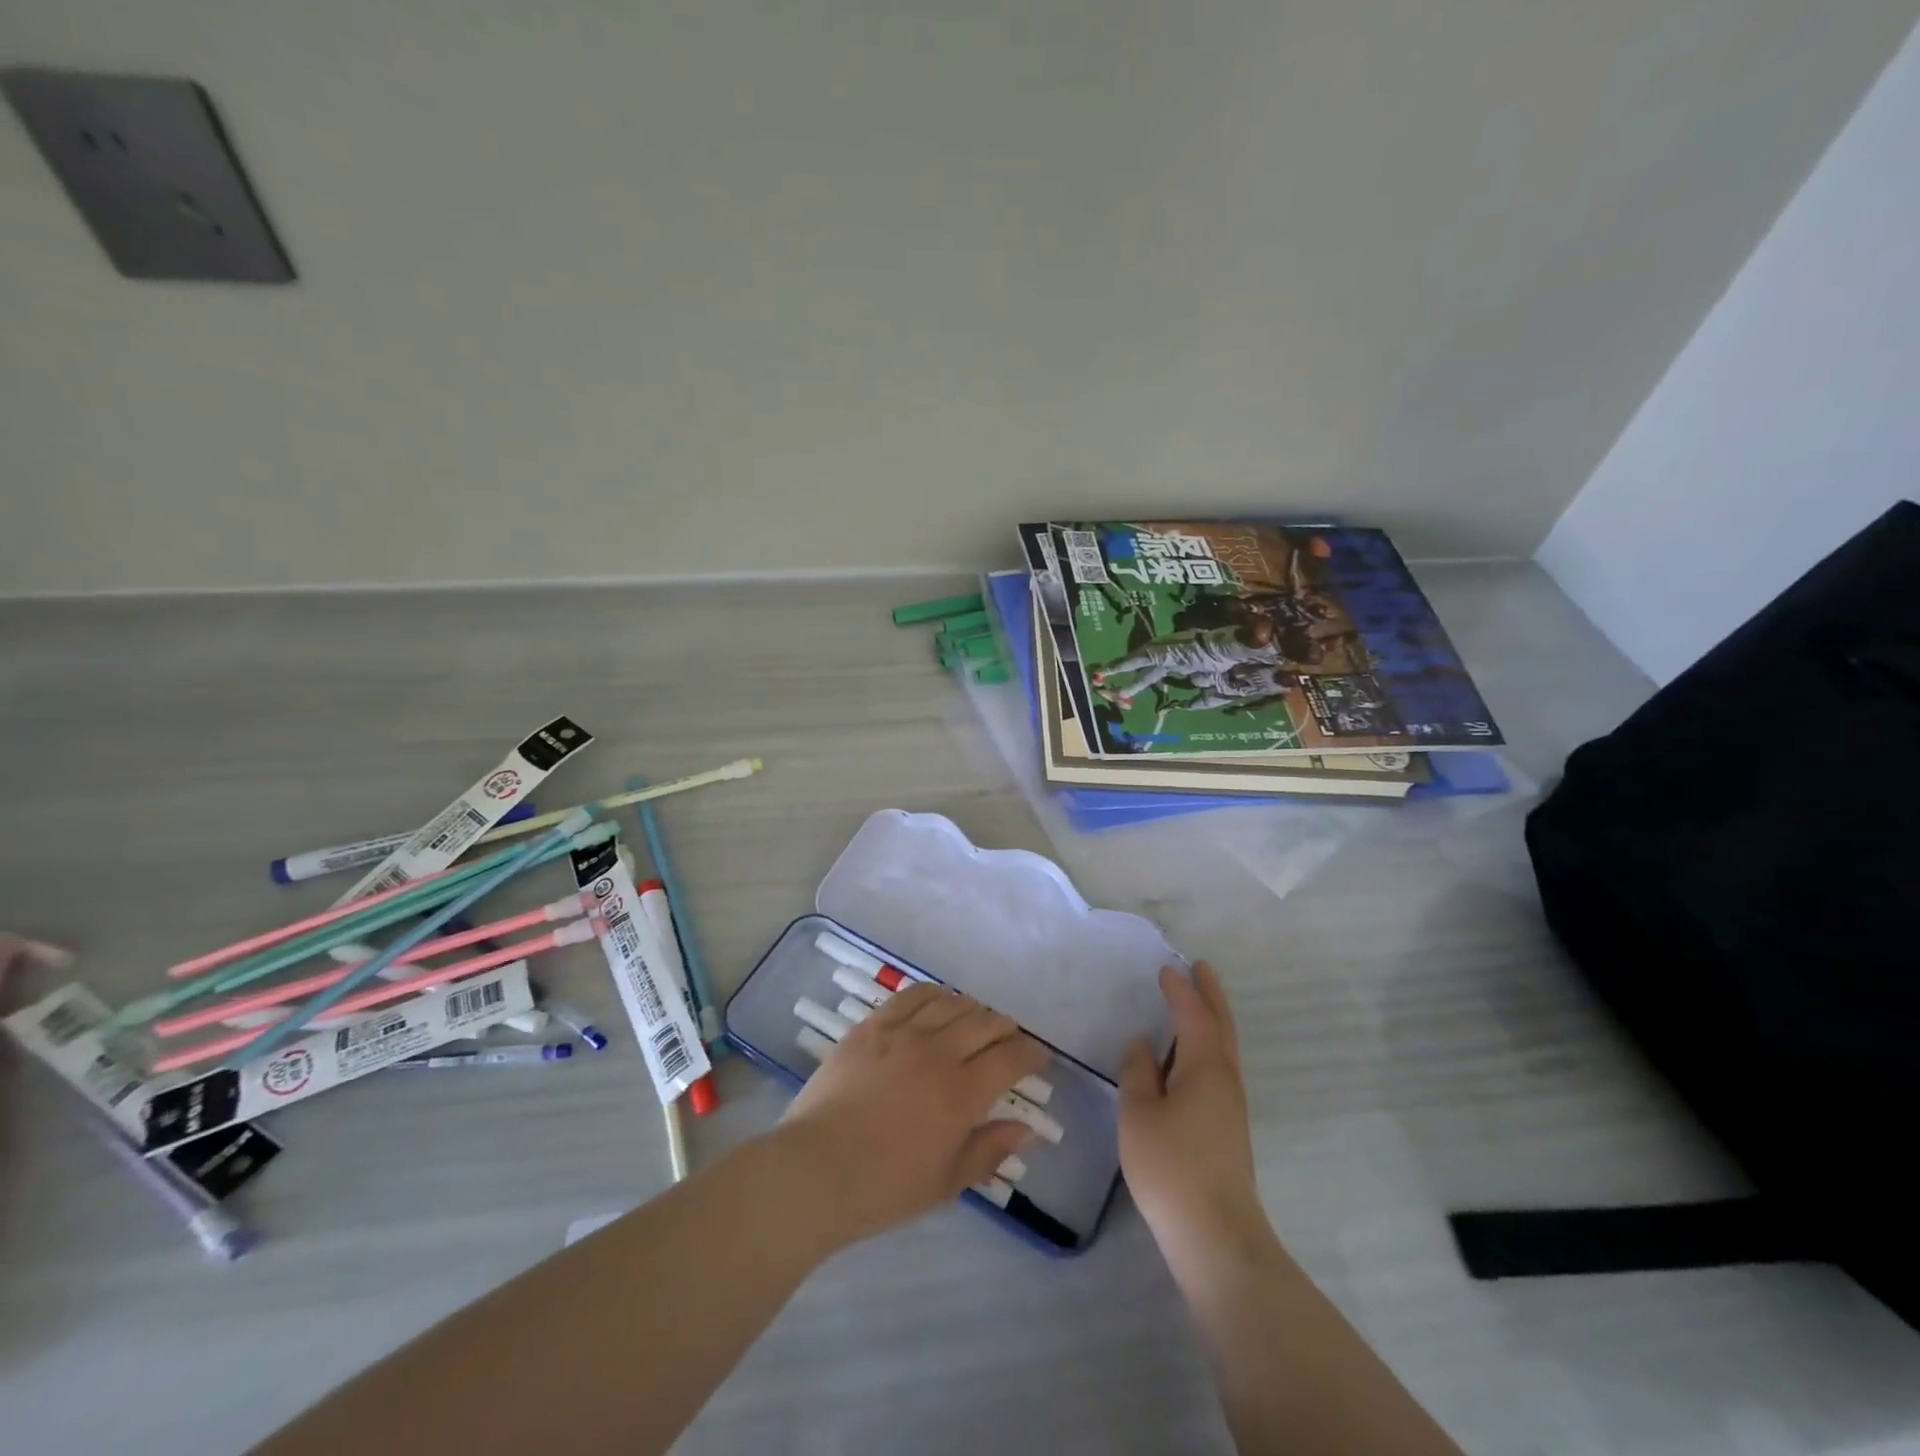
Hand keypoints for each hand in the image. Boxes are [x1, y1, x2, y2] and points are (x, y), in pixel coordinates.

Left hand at [780, 983, 1049, 1246]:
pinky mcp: (872, 1026)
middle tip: (1010, 1037)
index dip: (1031, 1053)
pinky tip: (940, 999)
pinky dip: (933, 993)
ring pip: (951, 1004)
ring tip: (977, 1018)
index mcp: (961, 1094)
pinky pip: (911, 996)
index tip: (1038, 1056)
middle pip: (984, 1023)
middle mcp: (937, 1053)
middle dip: (1005, 1027)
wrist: (815, 1170)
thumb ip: (988, 1151)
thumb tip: (1026, 1129)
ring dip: (972, 1008)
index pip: (1010, 1059)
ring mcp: (902, 1034)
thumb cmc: (884, 1188)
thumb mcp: (946, 1182)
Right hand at [1120, 963, 1267, 1277]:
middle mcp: (1225, 1078)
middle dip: (1211, 995)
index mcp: (1204, 1066)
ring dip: (1213, 1019)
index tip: (1167, 968)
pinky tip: (1191, 1057)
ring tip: (1198, 1003)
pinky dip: (1209, 1044)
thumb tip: (1143, 1043)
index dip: (1180, 990)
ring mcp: (1231, 1105)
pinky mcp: (1229, 1127)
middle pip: (1221, 1025)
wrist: (1216, 1235)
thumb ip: (1138, 1071)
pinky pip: (1220, 1067)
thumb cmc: (1170, 1167)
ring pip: (1225, 1047)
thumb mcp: (1138, 1113)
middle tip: (1202, 968)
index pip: (1192, 1015)